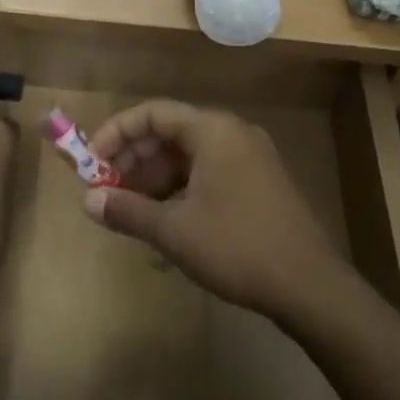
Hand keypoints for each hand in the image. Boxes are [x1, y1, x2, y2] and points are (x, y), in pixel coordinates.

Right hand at [82, 100, 350, 325]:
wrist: (311, 286)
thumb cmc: (237, 247)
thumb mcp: (174, 231)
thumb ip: (128, 210)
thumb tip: (88, 201)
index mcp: (212, 130)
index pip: (153, 113)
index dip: (117, 133)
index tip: (91, 161)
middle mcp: (232, 132)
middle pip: (170, 131)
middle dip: (134, 158)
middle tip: (107, 188)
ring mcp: (250, 157)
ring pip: (189, 154)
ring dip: (156, 177)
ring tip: (132, 209)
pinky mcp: (260, 182)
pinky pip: (209, 171)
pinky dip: (181, 188)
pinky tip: (167, 221)